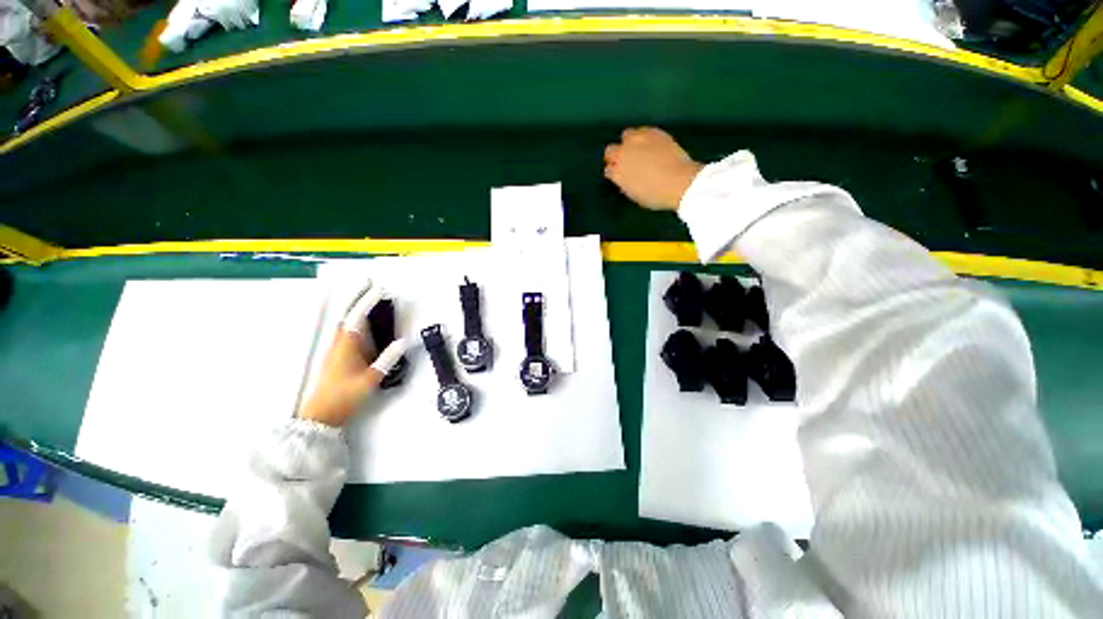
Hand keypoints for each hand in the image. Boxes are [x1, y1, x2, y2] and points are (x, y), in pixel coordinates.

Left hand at [297, 283, 407, 427]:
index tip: (379, 290)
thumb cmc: (345, 396)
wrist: (320, 415)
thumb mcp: (370, 379)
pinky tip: (364, 324)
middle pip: (347, 315)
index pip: (357, 317)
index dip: (368, 302)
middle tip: (367, 283)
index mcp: (346, 345)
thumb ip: (387, 359)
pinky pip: (348, 332)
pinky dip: (356, 322)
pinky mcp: (337, 356)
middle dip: (357, 298)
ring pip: (346, 323)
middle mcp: (339, 343)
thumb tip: (403, 341)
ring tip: (369, 298)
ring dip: (356, 308)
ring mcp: (336, 349)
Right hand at [604, 127, 703, 211]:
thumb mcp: (634, 194)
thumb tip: (624, 177)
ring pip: (626, 135)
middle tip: (626, 162)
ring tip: (638, 150)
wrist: (679, 182)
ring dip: (629, 142)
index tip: (619, 175)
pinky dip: (644, 137)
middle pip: (611, 150)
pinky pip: (643, 130)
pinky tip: (651, 145)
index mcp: (617, 173)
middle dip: (616, 155)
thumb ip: (625, 183)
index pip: (608, 169)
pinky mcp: (654, 132)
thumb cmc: (656, 195)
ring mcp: (638, 140)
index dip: (613, 172)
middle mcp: (623, 154)